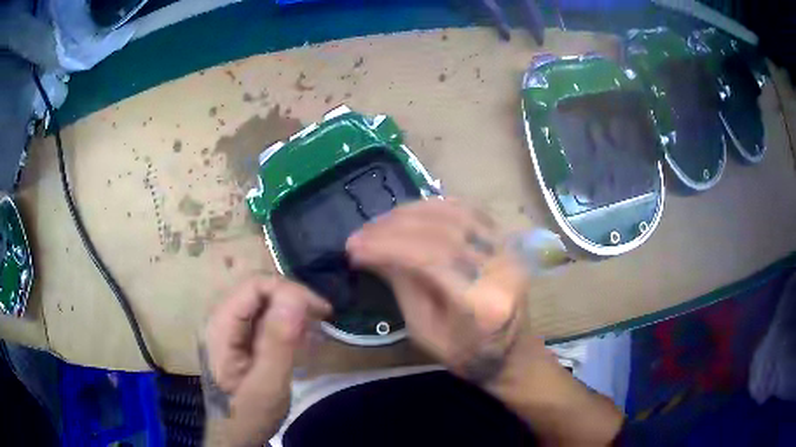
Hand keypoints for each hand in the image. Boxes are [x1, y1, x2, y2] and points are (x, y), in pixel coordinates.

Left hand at [201, 276, 330, 446]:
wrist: (232, 434)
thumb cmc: (247, 415)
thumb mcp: (267, 385)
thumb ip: (278, 343)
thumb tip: (295, 298)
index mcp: (220, 325)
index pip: (254, 284)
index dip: (290, 290)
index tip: (320, 311)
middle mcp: (220, 318)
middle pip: (259, 289)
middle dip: (293, 300)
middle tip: (322, 321)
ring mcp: (228, 326)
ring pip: (263, 301)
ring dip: (292, 312)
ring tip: (314, 333)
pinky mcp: (237, 336)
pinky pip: (263, 317)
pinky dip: (286, 324)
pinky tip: (300, 342)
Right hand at [347, 199, 622, 444]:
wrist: (511, 352)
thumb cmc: (466, 353)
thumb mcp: (425, 332)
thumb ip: (402, 287)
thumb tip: (372, 252)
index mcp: (482, 301)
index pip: (430, 258)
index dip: (387, 247)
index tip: (354, 248)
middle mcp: (501, 266)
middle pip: (442, 231)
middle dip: (393, 228)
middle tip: (361, 234)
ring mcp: (508, 249)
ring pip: (455, 213)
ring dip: (410, 213)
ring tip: (379, 223)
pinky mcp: (506, 240)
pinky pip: (468, 210)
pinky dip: (435, 206)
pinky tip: (410, 212)